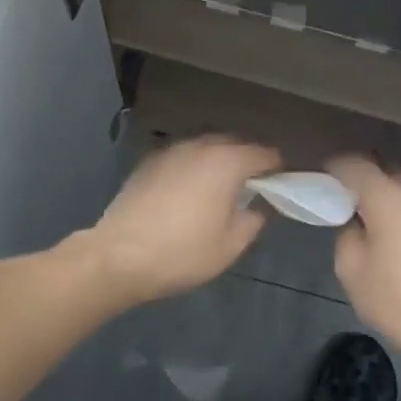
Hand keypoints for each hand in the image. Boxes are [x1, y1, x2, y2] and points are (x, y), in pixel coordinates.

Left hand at [80, 137, 280, 306]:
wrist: (119, 257)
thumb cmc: (183, 253)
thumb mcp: (231, 244)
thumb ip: (254, 218)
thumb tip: (260, 204)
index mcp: (227, 161)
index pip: (266, 153)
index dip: (278, 169)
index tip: (281, 187)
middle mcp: (200, 145)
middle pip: (235, 143)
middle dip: (248, 160)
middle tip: (254, 188)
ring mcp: (170, 150)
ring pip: (206, 146)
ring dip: (219, 161)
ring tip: (222, 188)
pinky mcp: (148, 161)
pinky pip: (183, 156)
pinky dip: (194, 166)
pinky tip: (190, 190)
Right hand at [328, 155, 400, 372]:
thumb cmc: (395, 302)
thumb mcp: (350, 270)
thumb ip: (346, 232)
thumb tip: (356, 220)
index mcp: (388, 198)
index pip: (354, 164)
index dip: (334, 167)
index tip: (321, 180)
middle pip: (385, 167)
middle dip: (363, 176)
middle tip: (346, 199)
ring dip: (389, 189)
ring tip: (376, 214)